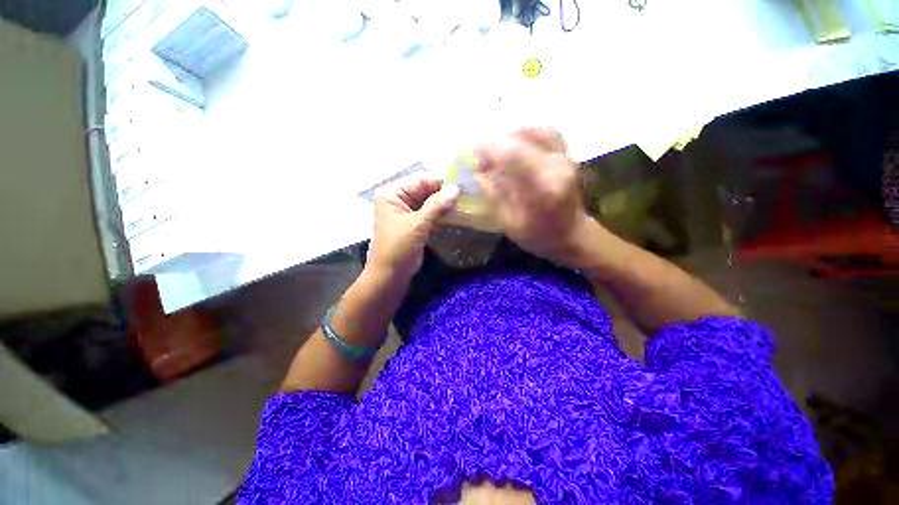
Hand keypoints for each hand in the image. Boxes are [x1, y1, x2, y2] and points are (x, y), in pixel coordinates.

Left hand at [369, 175, 459, 279]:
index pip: (420, 180)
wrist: (390, 276)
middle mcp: (398, 198)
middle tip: (466, 196)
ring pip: (429, 202)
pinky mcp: (414, 224)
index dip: (440, 182)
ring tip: (464, 205)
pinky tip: (455, 216)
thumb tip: (456, 189)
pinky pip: (430, 214)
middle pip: (425, 190)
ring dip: (444, 205)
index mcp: (392, 193)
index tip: (462, 185)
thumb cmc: (398, 248)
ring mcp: (406, 212)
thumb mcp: (417, 225)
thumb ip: (437, 205)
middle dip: (444, 194)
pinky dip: (441, 215)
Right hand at [474, 127, 591, 264]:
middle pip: (522, 138)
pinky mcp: (566, 154)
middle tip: (480, 156)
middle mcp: (556, 165)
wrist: (573, 235)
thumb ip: (495, 198)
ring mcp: (564, 156)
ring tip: (494, 151)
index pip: (513, 154)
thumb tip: (478, 175)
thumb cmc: (540, 236)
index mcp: (543, 187)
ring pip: (533, 131)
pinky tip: (513, 144)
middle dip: (496, 143)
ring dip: (509, 137)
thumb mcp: (512, 224)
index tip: (472, 155)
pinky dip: (525, 134)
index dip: (489, 149)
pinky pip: (544, 133)